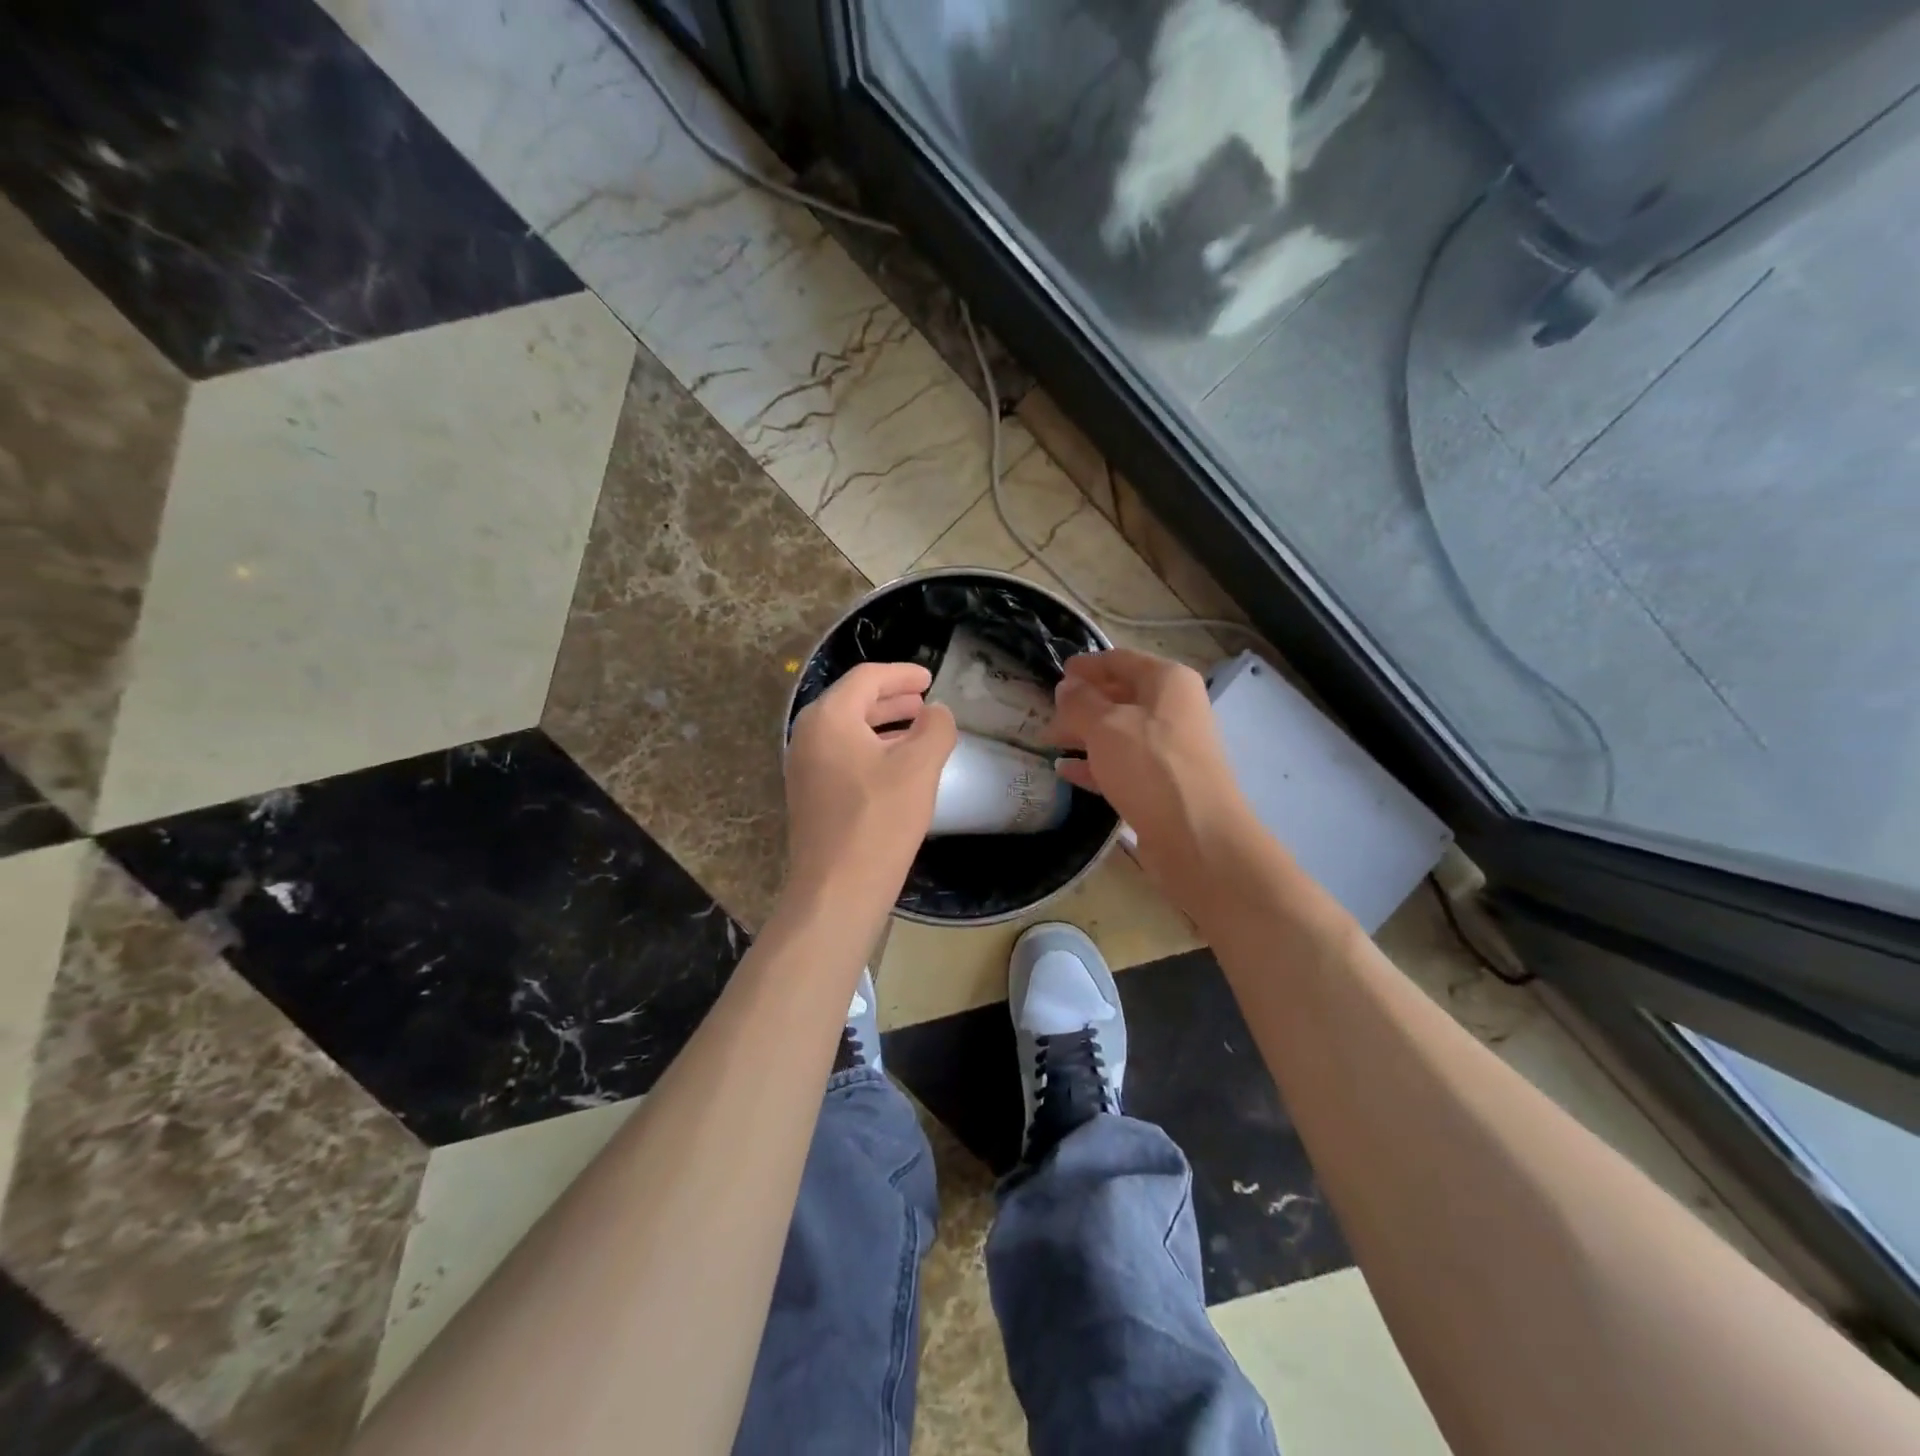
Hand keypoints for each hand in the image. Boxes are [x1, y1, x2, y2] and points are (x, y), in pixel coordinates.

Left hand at [782, 662, 957, 919]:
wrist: (837, 889)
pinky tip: (897, 767)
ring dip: (883, 725)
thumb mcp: (919, 767)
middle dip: (891, 698)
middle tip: (924, 702)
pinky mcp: (809, 796)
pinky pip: (842, 756)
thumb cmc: (879, 820)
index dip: (901, 674)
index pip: (866, 678)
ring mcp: (804, 768)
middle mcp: (808, 736)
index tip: (930, 679)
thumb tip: (936, 712)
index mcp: (828, 718)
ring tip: (917, 730)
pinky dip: (871, 750)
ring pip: (847, 731)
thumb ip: (935, 728)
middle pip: (852, 702)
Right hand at [1049, 649, 1255, 907]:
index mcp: (1167, 681)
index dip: (1088, 665)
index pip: (1121, 660)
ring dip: (1085, 734)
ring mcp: (1171, 748)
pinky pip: (1123, 764)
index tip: (1058, 673)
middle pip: (1121, 696)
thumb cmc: (1150, 766)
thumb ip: (1079, 702)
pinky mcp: (1164, 784)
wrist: (1196, 835)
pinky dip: (1095, 764)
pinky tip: (1066, 771)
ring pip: (1120, 732)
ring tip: (1049, 741)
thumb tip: (1066, 687)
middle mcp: (1174, 709)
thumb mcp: (1105, 726)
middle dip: (1082, 704)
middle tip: (1047, 713)